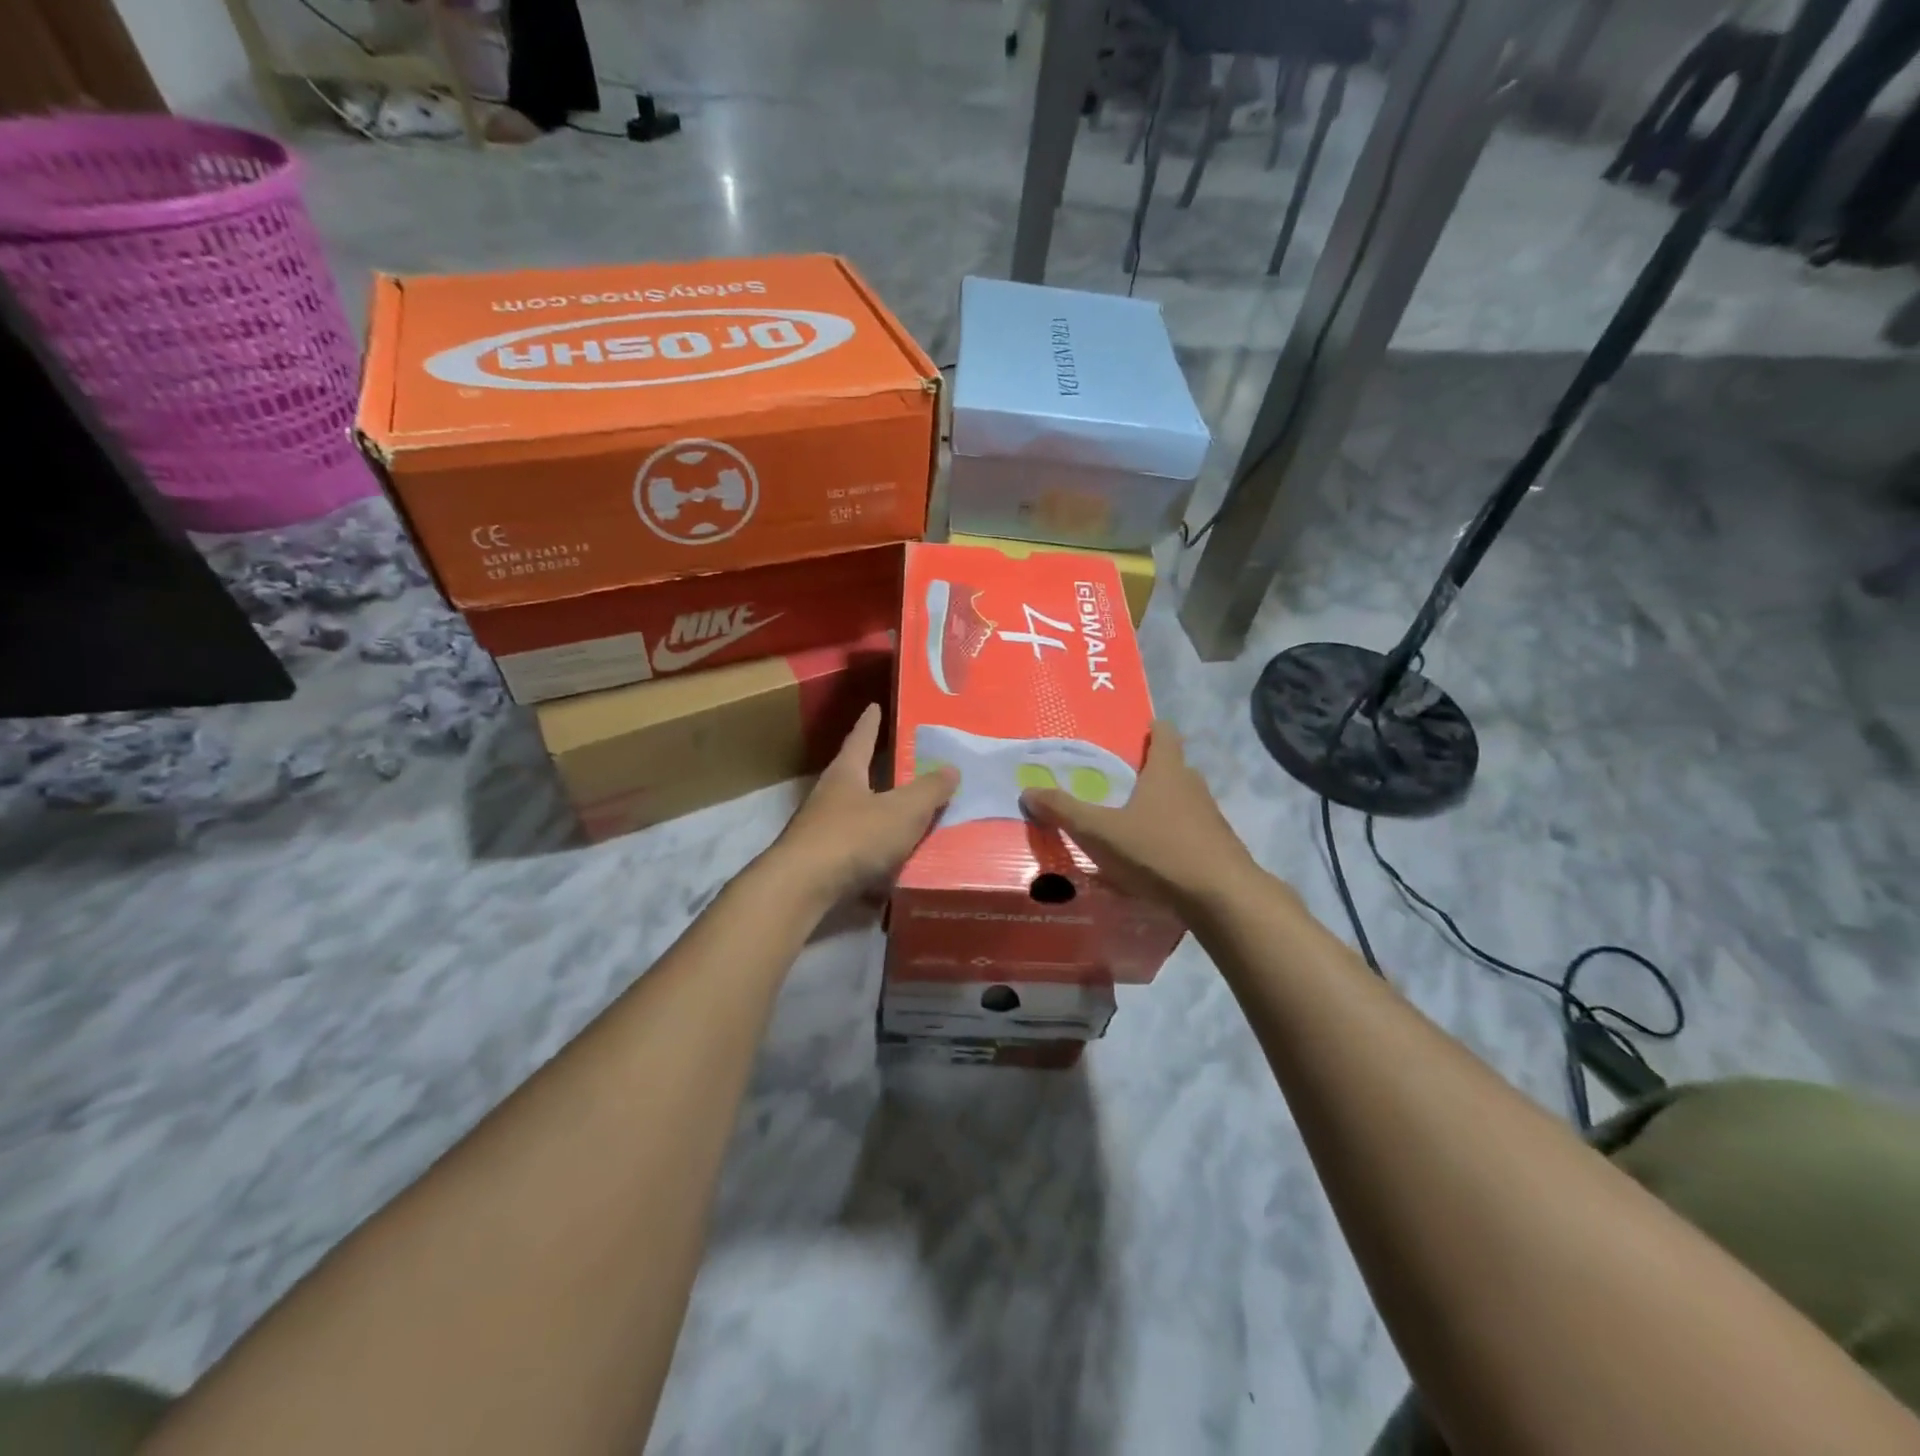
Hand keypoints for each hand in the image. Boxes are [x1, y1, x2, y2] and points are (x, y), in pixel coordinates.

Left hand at [768, 704, 957, 907]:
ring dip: (879, 815)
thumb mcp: (902, 811)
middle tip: (905, 763)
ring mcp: (821, 830)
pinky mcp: (821, 862)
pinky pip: (856, 851)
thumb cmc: (853, 836)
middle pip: (856, 776)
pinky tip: (894, 866)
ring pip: (856, 815)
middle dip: (878, 771)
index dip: (871, 723)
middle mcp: (829, 796)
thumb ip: (928, 791)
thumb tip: (952, 768)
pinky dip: (875, 854)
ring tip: (909, 817)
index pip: (861, 738)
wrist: (802, 888)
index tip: (874, 706)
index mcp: (846, 773)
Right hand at [1021, 720, 1261, 916]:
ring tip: (1129, 821)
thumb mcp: (1101, 832)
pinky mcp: (1217, 847)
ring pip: (1181, 801)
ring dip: (1159, 806)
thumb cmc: (1159, 851)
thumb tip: (1028, 790)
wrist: (1222, 898)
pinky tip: (1151, 857)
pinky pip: (1188, 831)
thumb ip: (1064, 811)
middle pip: (1171, 767)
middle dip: (1147, 770)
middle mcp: (1192, 786)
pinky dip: (1170, 835)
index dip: (1150, 729)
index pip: (1164, 733)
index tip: (1131, 733)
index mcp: (1167, 771)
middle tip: (1115, 780)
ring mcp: (1209, 817)